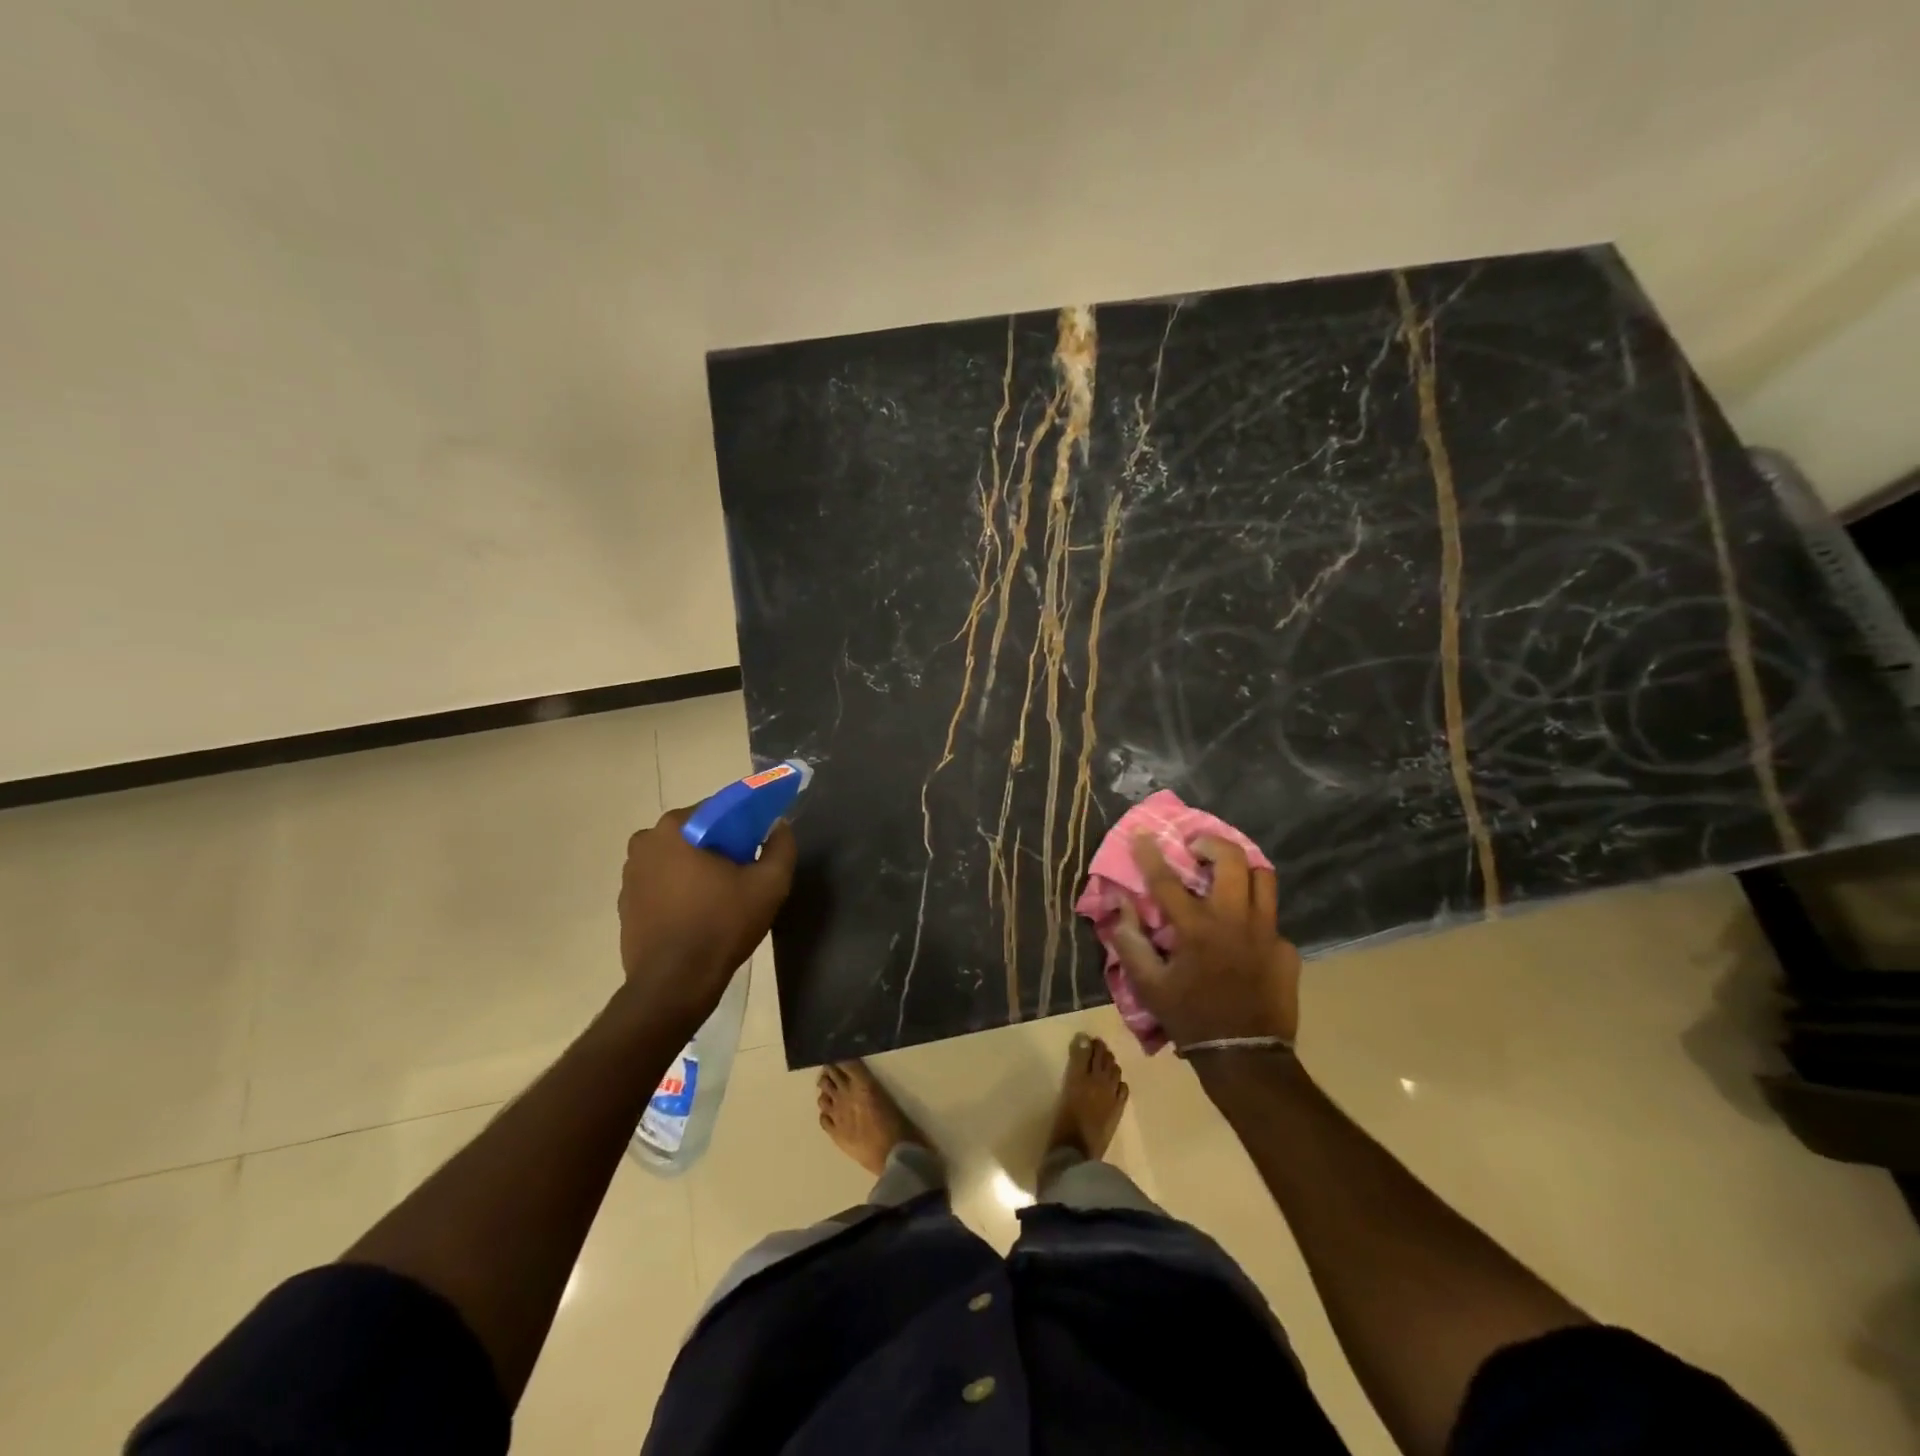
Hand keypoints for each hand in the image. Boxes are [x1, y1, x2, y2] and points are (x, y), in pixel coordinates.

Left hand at [616, 807, 795, 1036]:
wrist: (674, 984)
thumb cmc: (721, 925)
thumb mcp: (769, 884)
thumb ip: (781, 846)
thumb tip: (779, 826)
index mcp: (676, 827)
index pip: (720, 809)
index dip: (746, 823)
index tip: (762, 843)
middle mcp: (645, 841)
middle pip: (697, 832)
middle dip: (722, 845)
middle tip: (746, 871)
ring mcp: (630, 873)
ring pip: (678, 857)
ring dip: (699, 867)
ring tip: (724, 895)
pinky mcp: (625, 902)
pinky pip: (662, 883)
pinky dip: (681, 889)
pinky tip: (700, 912)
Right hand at [1112, 834, 1300, 1048]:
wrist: (1246, 1057)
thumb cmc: (1190, 1018)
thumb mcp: (1149, 985)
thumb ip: (1130, 941)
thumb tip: (1120, 904)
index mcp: (1197, 930)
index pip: (1167, 880)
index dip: (1150, 853)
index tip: (1142, 833)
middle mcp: (1234, 921)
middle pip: (1232, 860)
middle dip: (1211, 843)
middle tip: (1197, 849)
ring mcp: (1267, 933)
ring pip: (1263, 878)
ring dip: (1242, 867)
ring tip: (1226, 873)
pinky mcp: (1286, 949)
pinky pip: (1271, 917)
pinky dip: (1254, 914)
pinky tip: (1243, 930)